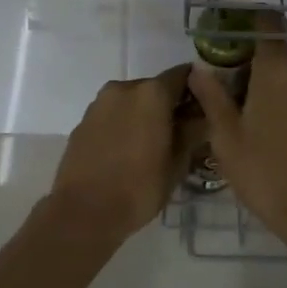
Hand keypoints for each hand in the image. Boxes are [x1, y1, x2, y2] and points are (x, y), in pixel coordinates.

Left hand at [48, 66, 191, 243]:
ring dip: (144, 115)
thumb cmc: (138, 188)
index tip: (204, 107)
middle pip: (156, 87)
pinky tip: (126, 152)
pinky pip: (112, 115)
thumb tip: (201, 117)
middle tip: (180, 132)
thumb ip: (192, 132)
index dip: (197, 88)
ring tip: (152, 145)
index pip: (184, 74)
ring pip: (132, 101)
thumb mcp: (177, 163)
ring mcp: (100, 103)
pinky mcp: (82, 121)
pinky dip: (124, 124)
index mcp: (152, 93)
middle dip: (169, 105)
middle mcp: (124, 88)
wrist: (82, 213)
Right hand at [188, 21, 286, 243]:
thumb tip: (199, 67)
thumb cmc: (265, 171)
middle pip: (279, 58)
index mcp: (277, 69)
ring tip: (263, 130)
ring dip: (280, 93)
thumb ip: (212, 96)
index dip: (253, 27)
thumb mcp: (226, 137)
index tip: (236, 45)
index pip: (269, 26)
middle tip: (239, 107)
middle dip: (259, 73)